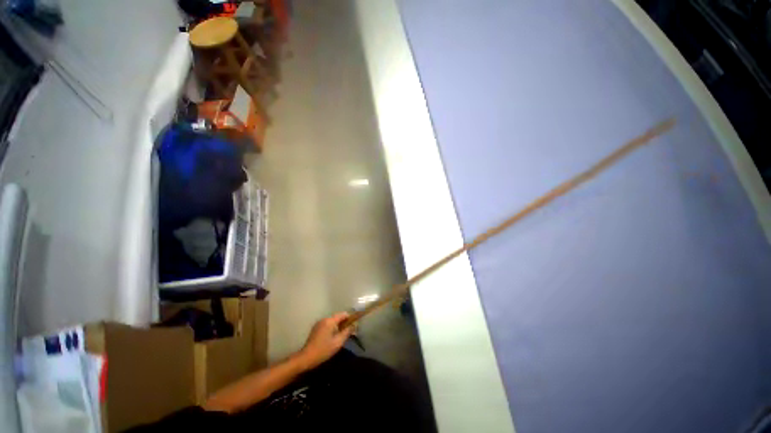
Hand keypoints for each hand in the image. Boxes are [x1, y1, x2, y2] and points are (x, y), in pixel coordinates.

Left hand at [297, 312, 353, 369]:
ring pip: (333, 321)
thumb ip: (347, 332)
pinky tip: (333, 338)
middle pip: (338, 317)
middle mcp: (324, 319)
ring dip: (338, 326)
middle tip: (349, 332)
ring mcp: (319, 323)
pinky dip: (332, 328)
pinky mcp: (316, 328)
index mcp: (330, 320)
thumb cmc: (323, 350)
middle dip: (345, 323)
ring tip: (342, 336)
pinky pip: (327, 325)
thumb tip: (354, 325)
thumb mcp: (338, 342)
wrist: (306, 358)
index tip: (354, 325)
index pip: (343, 314)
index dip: (350, 318)